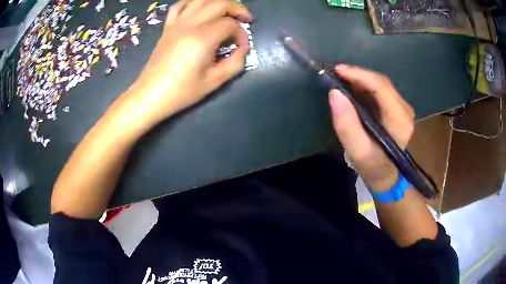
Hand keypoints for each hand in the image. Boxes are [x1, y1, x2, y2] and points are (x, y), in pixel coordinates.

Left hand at [121, 0, 251, 127]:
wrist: (151, 94)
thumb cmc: (182, 91)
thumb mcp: (214, 81)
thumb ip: (235, 62)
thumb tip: (243, 49)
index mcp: (203, 38)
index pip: (231, 24)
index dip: (241, 34)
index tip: (241, 47)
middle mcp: (191, 24)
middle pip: (220, 3)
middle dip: (237, 9)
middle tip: (245, 20)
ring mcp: (177, 23)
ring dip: (218, 2)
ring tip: (226, 11)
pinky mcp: (168, 26)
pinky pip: (180, 5)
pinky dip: (193, 3)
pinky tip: (199, 9)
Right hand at [329, 65, 414, 192]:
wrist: (391, 179)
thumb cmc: (376, 169)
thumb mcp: (360, 153)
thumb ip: (348, 126)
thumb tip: (335, 94)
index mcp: (400, 121)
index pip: (381, 87)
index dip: (359, 74)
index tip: (338, 70)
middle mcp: (405, 110)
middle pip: (381, 82)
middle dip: (358, 75)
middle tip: (336, 74)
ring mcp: (403, 110)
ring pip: (381, 85)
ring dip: (361, 80)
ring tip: (342, 80)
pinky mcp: (398, 111)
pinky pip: (381, 92)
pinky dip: (366, 87)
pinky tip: (353, 90)